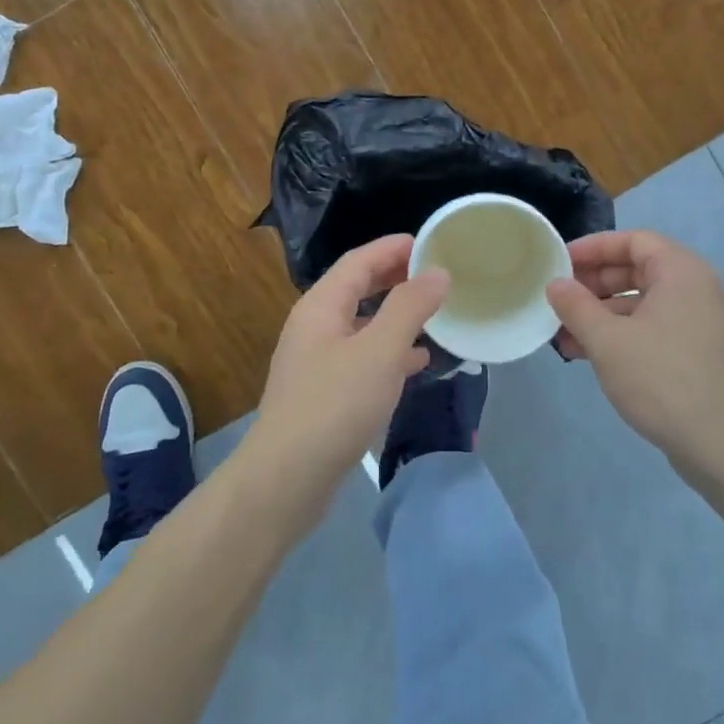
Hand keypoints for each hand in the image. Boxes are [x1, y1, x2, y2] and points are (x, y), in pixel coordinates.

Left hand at [240, 234, 448, 522]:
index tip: (431, 242)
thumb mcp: (380, 351)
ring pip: (362, 324)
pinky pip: (363, 357)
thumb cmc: (334, 406)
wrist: (286, 481)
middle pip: (358, 288)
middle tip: (436, 274)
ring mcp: (317, 361)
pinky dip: (390, 351)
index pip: (359, 261)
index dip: (393, 247)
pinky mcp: (325, 393)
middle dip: (395, 278)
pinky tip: (417, 362)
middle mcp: (315, 327)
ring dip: (396, 315)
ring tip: (434, 314)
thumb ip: (410, 307)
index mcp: (321, 306)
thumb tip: (437, 272)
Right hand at [547, 230, 723, 484]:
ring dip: (600, 313)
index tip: (560, 263)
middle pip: (637, 269)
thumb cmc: (661, 378)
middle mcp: (695, 288)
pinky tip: (586, 353)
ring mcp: (698, 321)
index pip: (633, 240)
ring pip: (641, 301)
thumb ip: (576, 306)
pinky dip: (620, 333)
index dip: (593, 247)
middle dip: (593, 283)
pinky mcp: (695, 350)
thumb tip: (555, 284)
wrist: (719, 444)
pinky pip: (651, 326)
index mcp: (681, 272)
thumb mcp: (607, 340)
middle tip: (559, 298)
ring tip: (563, 332)